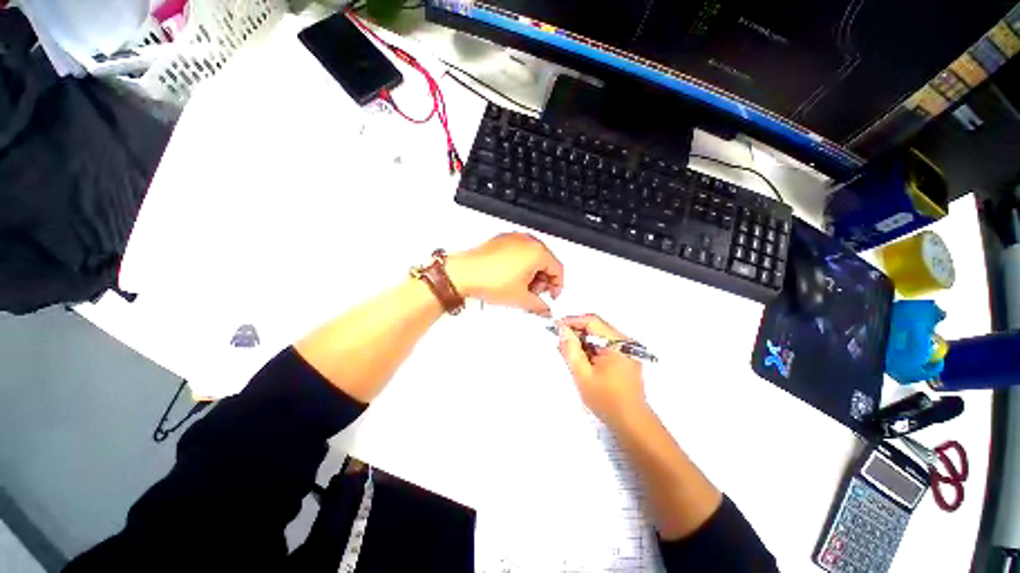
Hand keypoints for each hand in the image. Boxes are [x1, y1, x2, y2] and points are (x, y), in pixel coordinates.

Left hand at [446, 233, 563, 316]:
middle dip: (542, 281)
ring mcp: (513, 239)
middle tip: (535, 294)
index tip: (551, 296)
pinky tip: (511, 279)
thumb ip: (539, 306)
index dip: (557, 287)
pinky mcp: (502, 240)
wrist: (463, 274)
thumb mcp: (521, 298)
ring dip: (532, 274)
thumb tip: (545, 310)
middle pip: (546, 262)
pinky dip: (520, 266)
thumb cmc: (488, 280)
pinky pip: (519, 253)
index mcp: (537, 251)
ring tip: (521, 288)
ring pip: (532, 257)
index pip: (558, 269)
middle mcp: (527, 241)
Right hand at [556, 314, 645, 426]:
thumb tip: (562, 330)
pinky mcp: (626, 358)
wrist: (632, 424)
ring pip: (599, 337)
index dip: (572, 321)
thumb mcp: (582, 375)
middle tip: (560, 343)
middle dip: (576, 333)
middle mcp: (625, 342)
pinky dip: (591, 350)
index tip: (556, 327)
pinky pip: (605, 346)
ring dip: (583, 342)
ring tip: (569, 355)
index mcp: (617, 343)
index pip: (592, 321)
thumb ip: (571, 350)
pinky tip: (582, 361)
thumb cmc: (606, 400)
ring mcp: (627, 350)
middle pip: (596, 327)